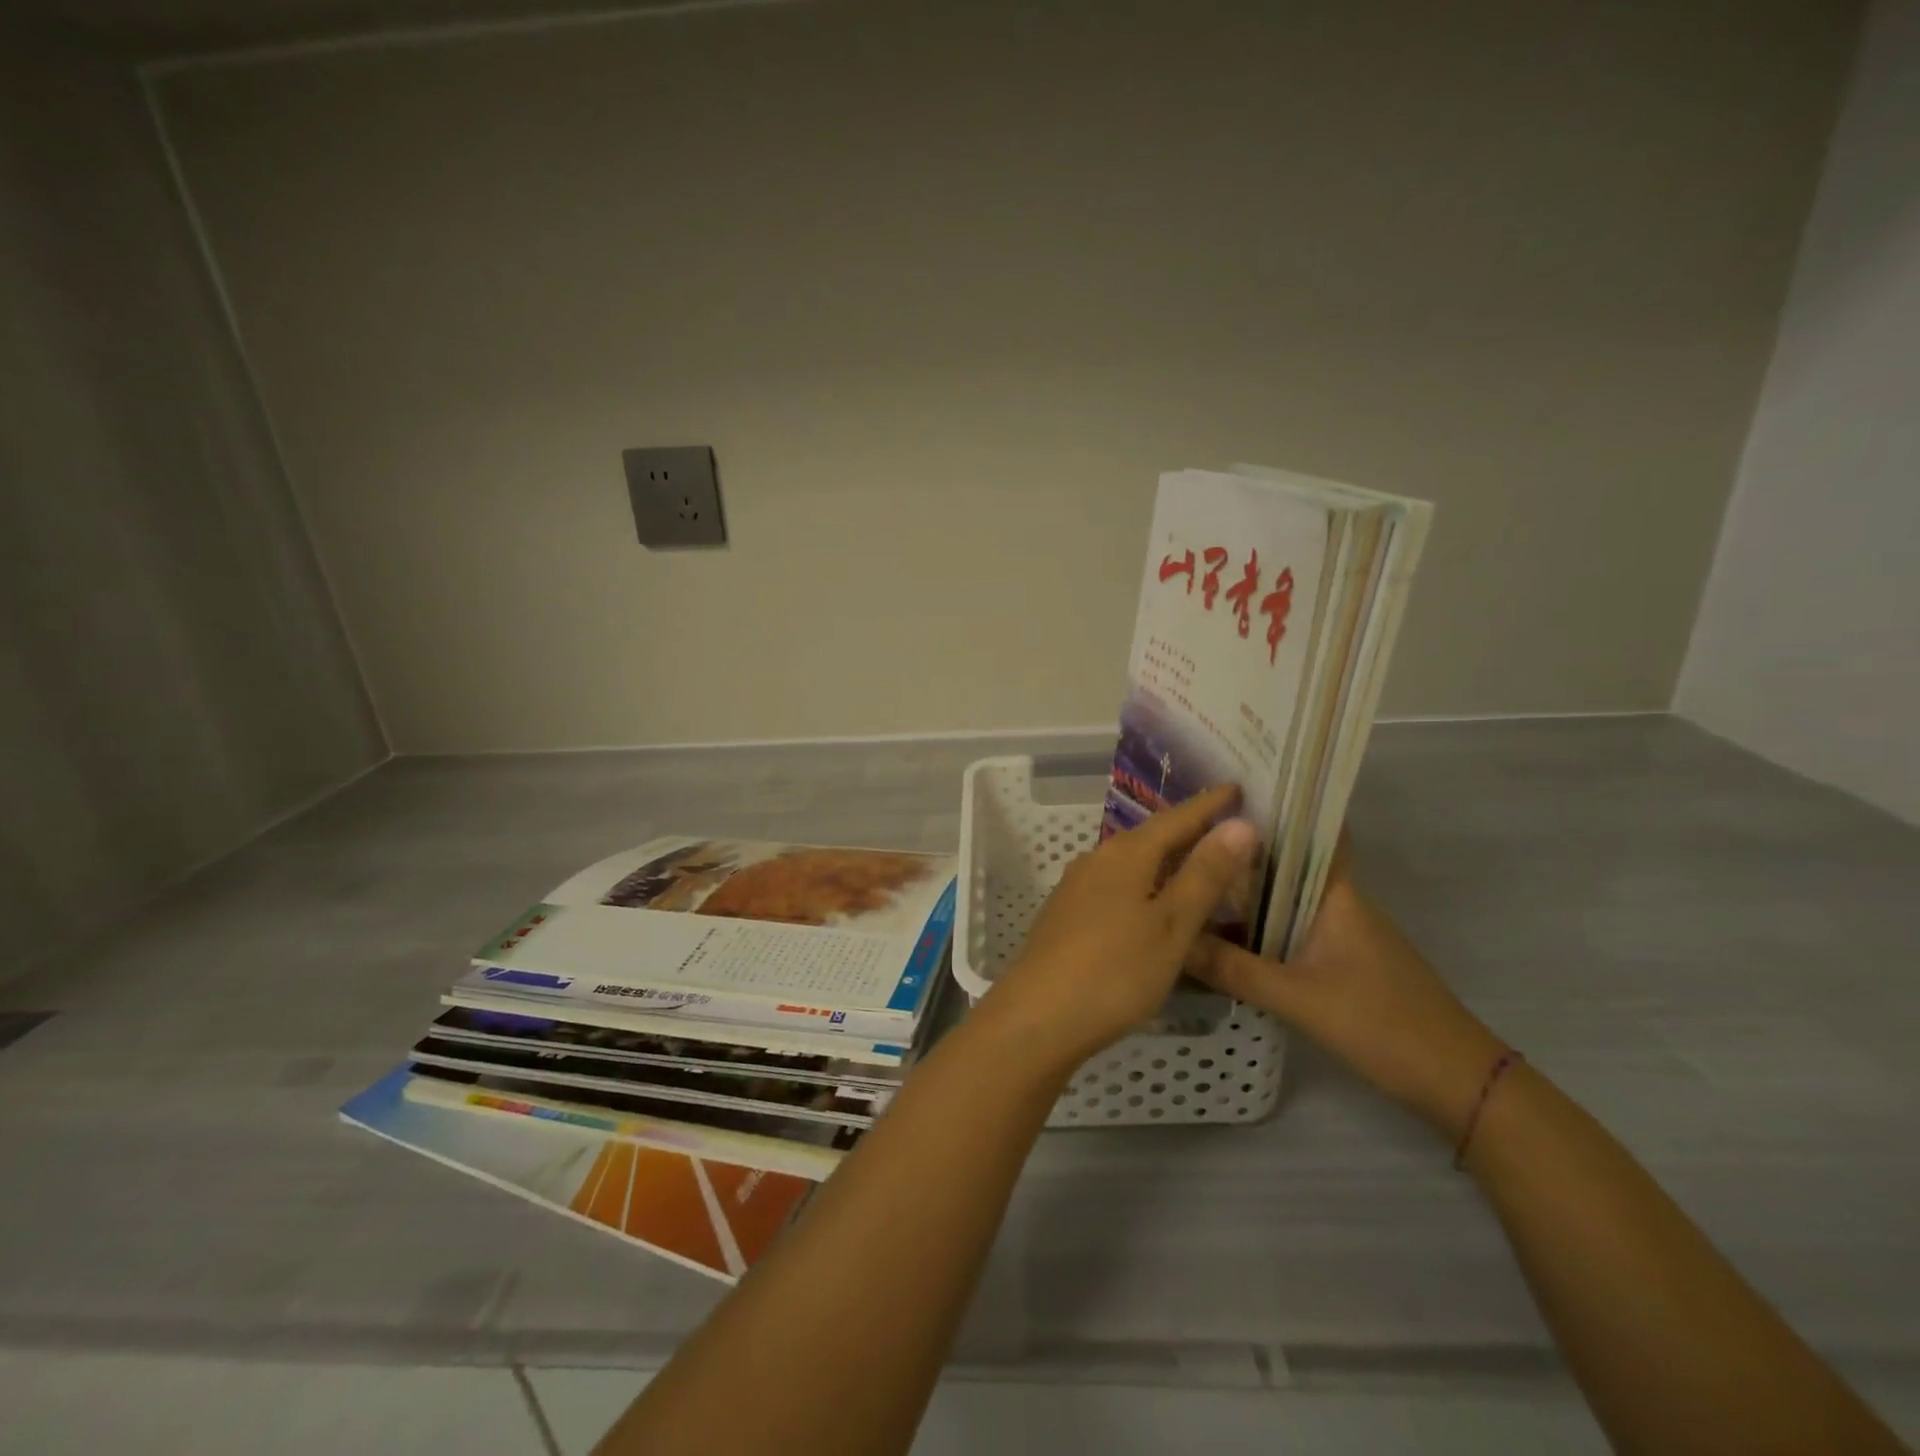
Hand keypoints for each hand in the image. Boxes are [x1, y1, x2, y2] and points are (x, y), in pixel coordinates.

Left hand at [978, 785, 1258, 1075]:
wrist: (1038, 1017)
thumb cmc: (1115, 970)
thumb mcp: (1171, 924)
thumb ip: (1204, 874)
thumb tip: (1239, 824)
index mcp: (1125, 854)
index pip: (1176, 818)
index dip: (1209, 805)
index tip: (1237, 788)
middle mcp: (1096, 861)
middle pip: (1151, 837)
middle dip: (1189, 830)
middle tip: (1228, 827)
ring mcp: (1077, 889)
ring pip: (1132, 864)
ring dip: (1166, 861)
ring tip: (1199, 864)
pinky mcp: (1067, 917)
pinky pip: (1117, 887)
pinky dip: (1146, 886)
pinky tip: (1155, 905)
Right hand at [1186, 840, 1504, 1138]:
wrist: (1455, 1082)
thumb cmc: (1383, 1023)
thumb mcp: (1299, 997)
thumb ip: (1233, 969)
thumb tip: (1171, 940)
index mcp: (1335, 893)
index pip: (1303, 833)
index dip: (1266, 811)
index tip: (1217, 797)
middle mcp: (1336, 903)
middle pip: (1280, 867)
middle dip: (1236, 856)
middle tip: (1180, 844)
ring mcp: (1338, 933)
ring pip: (1280, 902)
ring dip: (1242, 897)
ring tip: (1186, 885)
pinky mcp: (1336, 962)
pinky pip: (1285, 932)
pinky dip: (1254, 931)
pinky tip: (1217, 939)